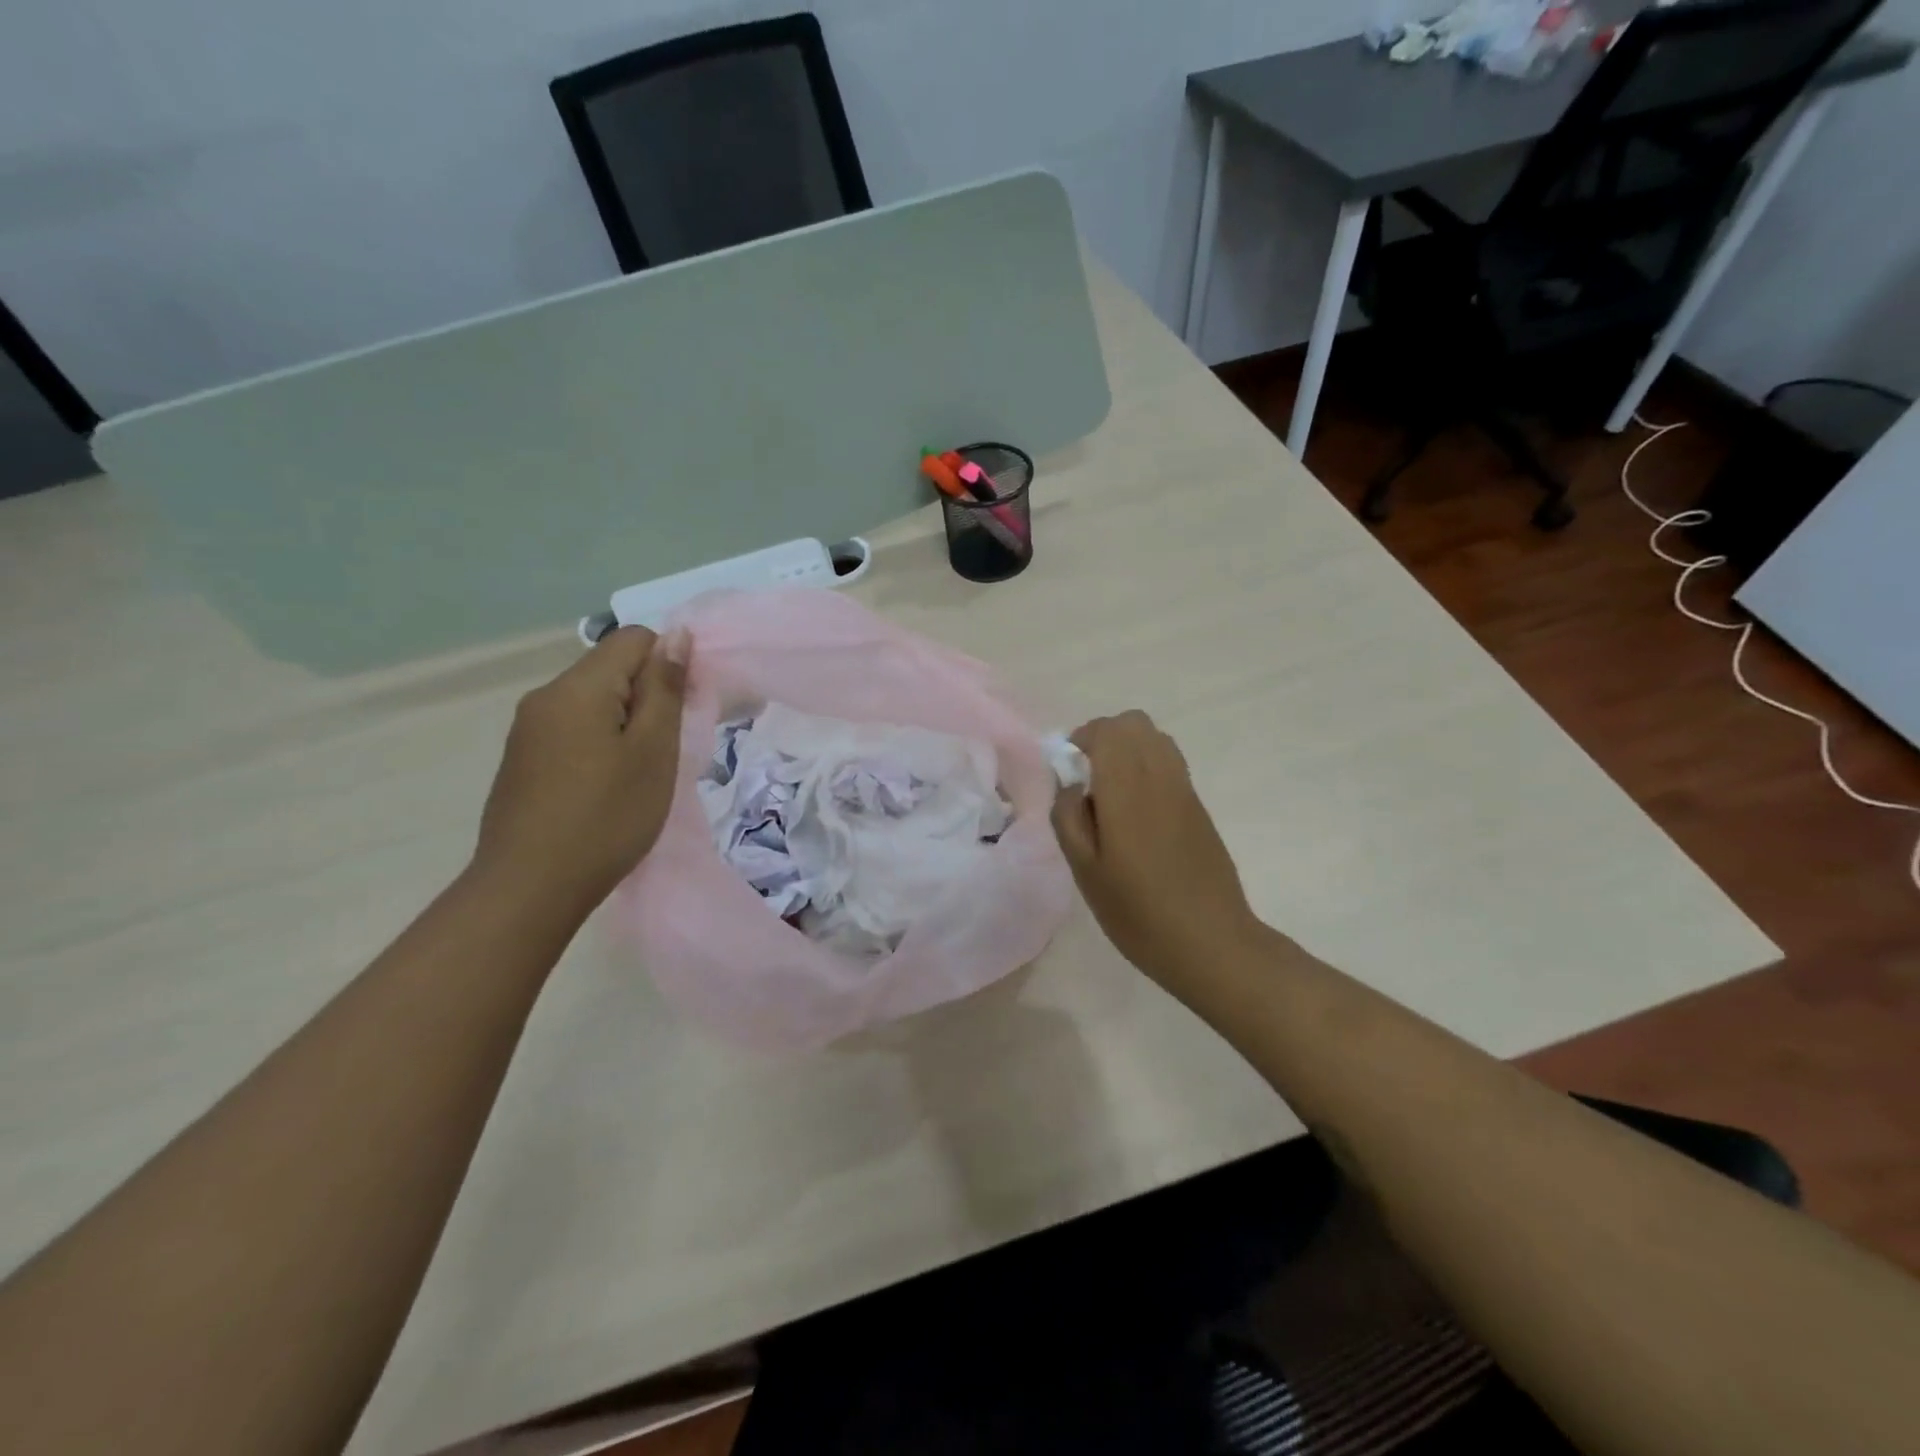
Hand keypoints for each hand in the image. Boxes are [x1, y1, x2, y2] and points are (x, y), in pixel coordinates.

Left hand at [472, 626, 687, 922]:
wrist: (530, 887)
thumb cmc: (606, 816)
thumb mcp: (653, 751)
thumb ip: (664, 689)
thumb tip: (676, 635)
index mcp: (578, 688)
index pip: (635, 639)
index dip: (670, 664)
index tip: (685, 711)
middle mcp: (545, 697)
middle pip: (611, 669)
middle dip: (648, 696)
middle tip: (668, 749)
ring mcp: (528, 730)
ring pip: (593, 702)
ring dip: (626, 722)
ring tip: (641, 772)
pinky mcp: (522, 760)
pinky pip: (572, 729)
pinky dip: (600, 743)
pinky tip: (608, 786)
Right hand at [1050, 711, 1261, 983]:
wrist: (1212, 943)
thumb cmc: (1138, 912)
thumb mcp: (1086, 871)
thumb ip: (1068, 818)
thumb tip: (1069, 785)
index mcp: (1128, 788)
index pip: (1108, 730)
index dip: (1082, 738)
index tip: (1067, 769)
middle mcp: (1160, 777)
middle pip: (1135, 724)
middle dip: (1105, 737)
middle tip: (1086, 776)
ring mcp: (1185, 791)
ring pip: (1157, 740)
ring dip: (1129, 750)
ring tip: (1110, 793)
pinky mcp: (1199, 809)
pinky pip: (1171, 765)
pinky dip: (1148, 769)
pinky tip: (1136, 814)